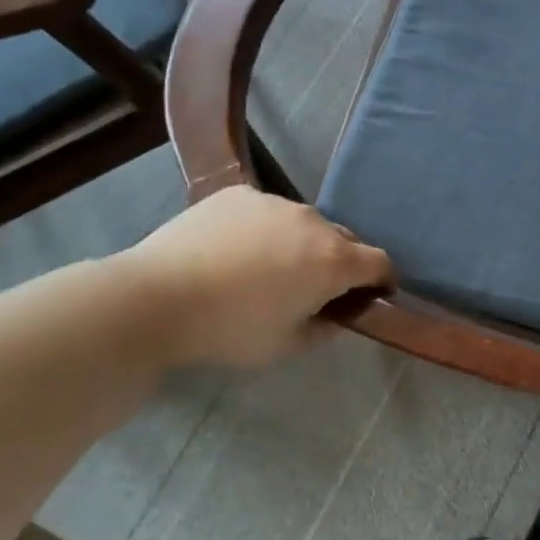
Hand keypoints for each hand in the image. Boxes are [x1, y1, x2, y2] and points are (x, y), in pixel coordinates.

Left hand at [118, 186, 391, 369]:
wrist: (157, 297)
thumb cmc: (230, 329)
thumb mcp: (287, 346)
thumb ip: (325, 329)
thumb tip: (337, 315)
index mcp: (333, 261)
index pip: (380, 262)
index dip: (383, 281)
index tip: (373, 296)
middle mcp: (314, 222)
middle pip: (345, 240)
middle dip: (341, 263)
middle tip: (315, 288)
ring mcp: (275, 202)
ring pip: (305, 224)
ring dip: (302, 243)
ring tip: (269, 268)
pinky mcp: (240, 194)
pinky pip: (267, 212)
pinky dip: (265, 229)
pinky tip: (236, 250)